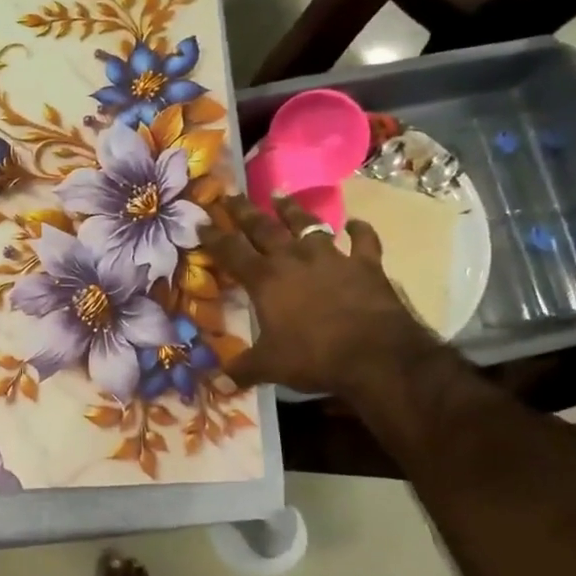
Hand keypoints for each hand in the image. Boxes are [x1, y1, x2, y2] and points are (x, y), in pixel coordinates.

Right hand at [200, 193, 438, 402]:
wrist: (375, 354)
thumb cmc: (313, 357)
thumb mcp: (269, 367)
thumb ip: (242, 369)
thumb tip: (219, 381)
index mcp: (265, 279)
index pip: (231, 251)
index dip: (214, 237)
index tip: (201, 222)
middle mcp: (294, 259)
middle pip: (264, 228)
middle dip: (244, 211)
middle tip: (231, 194)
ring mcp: (332, 257)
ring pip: (307, 225)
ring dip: (293, 210)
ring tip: (280, 195)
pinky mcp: (366, 264)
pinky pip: (363, 241)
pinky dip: (359, 230)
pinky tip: (355, 223)